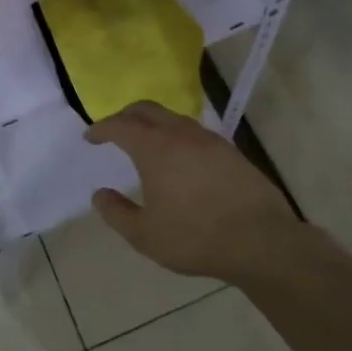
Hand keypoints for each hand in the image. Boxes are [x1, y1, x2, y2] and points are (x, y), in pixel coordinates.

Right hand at [84, 101, 299, 281]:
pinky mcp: (231, 151)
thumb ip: (117, 212)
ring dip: (154, 124)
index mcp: (156, 148)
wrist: (260, 240)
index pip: (121, 126)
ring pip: (174, 119)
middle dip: (126, 116)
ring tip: (146, 143)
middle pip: (148, 110)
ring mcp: (210, 140)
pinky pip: (194, 133)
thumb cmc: (195, 237)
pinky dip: (176, 136)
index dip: (102, 128)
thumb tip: (99, 194)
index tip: (90, 137)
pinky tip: (179, 159)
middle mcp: (181, 134)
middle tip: (114, 131)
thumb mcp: (145, 235)